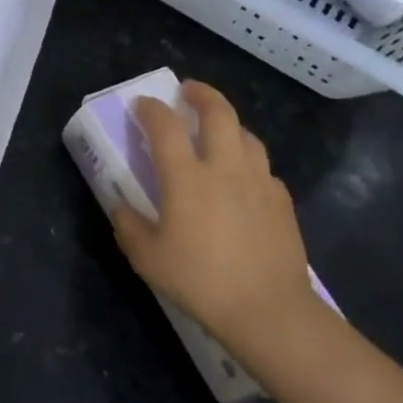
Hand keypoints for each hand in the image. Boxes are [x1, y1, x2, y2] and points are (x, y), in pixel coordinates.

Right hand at [110, 81, 317, 367]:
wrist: (269, 312)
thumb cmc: (201, 281)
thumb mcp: (147, 258)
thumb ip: (128, 226)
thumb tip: (121, 207)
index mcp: (186, 176)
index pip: (164, 125)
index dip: (150, 108)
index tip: (142, 104)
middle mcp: (223, 167)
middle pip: (218, 112)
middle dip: (201, 94)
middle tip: (187, 90)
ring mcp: (258, 182)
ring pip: (246, 135)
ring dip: (229, 123)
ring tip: (217, 129)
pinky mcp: (282, 202)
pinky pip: (264, 168)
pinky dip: (249, 161)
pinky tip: (243, 178)